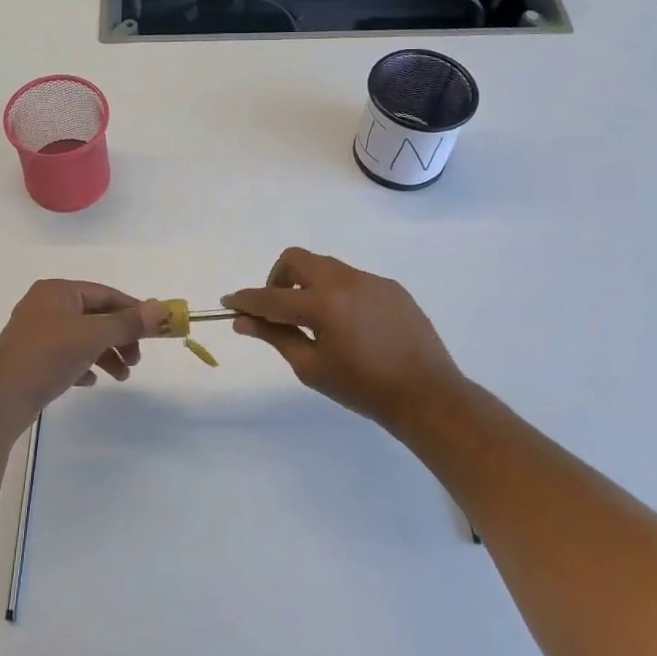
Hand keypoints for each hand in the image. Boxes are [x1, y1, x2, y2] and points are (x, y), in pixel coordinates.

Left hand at [0, 280, 167, 438]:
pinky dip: (84, 365)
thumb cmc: (47, 356)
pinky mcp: (34, 359)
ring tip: (121, 377)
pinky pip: (67, 356)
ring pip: (83, 338)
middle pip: (96, 316)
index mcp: (58, 291)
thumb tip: (164, 309)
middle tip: (136, 360)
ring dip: (106, 354)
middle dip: (120, 337)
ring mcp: (38, 333)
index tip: (156, 331)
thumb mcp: (92, 336)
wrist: (0, 398)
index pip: (106, 294)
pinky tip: (91, 382)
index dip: (133, 311)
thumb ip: (128, 323)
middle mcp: (47, 306)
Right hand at [222, 248, 465, 431]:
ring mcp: (371, 280)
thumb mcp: (311, 367)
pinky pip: (352, 279)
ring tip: (316, 320)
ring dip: (308, 284)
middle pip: (296, 259)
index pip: (271, 297)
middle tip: (278, 309)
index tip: (228, 301)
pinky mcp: (391, 287)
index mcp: (323, 304)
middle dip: (278, 279)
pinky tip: (350, 325)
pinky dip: (337, 293)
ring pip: (325, 267)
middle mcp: (345, 281)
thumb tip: (243, 320)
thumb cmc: (363, 388)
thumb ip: (275, 336)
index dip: (246, 299)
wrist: (428, 396)